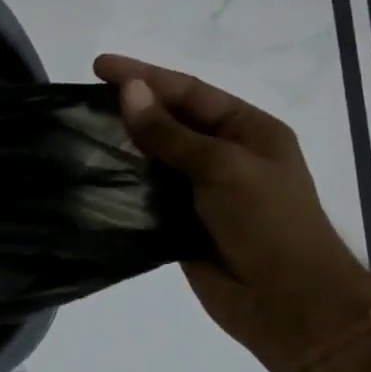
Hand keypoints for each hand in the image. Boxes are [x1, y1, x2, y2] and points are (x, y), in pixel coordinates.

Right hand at [94, 54, 370, 371]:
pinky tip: (93, 173)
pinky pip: (147, 193)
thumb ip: (170, 131)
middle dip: (132, 106)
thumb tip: (129, 91)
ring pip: (155, 156)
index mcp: (248, 130)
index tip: (100, 67)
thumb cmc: (267, 222)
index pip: (189, 91)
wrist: (289, 304)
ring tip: (81, 130)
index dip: (145, 75)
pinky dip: (123, 182)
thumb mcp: (222, 166)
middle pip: (171, 119)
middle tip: (84, 97)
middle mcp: (225, 154)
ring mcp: (203, 190)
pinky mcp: (182, 222)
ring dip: (124, 144)